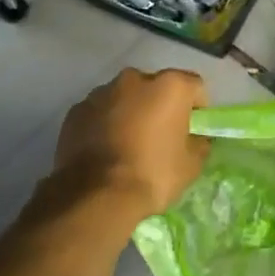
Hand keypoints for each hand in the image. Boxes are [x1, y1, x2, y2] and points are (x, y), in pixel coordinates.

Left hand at [51, 67, 209, 217]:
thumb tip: (195, 138)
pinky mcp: (75, 111)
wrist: (95, 196)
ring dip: (131, 113)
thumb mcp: (191, 165)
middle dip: (160, 106)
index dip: (198, 108)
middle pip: (156, 87)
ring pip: (125, 98)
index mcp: (170, 86)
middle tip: (161, 136)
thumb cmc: (152, 174)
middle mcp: (135, 79)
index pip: (194, 87)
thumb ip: (198, 143)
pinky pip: (100, 112)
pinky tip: (105, 150)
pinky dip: (105, 124)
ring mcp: (101, 92)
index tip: (193, 130)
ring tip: (129, 145)